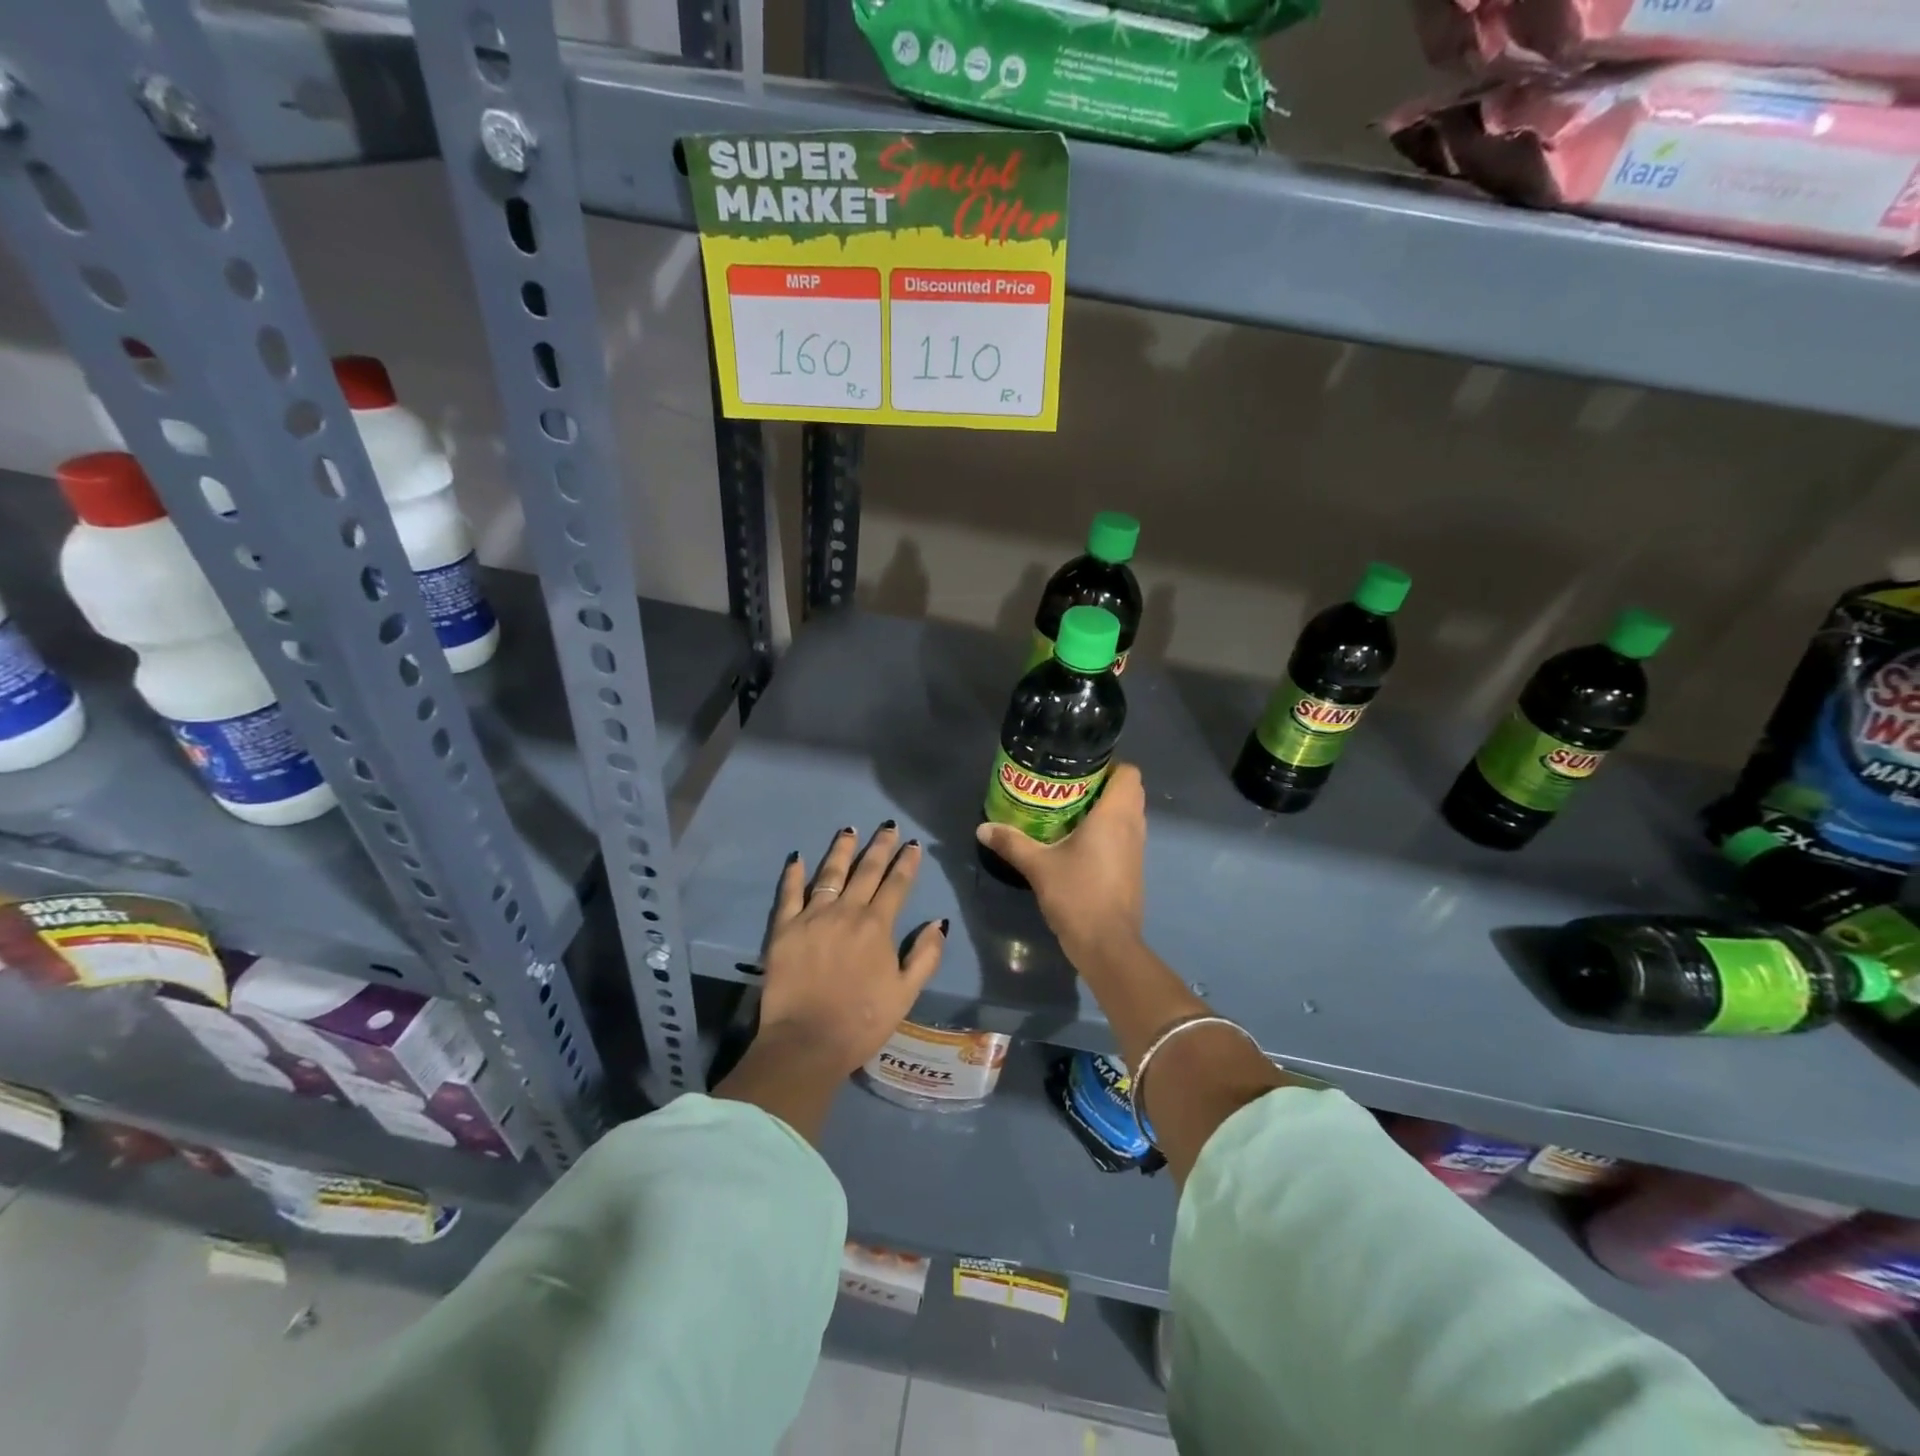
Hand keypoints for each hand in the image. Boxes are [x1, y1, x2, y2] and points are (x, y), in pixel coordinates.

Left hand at [757, 822, 946, 1079]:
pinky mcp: (784, 928)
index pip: (896, 885)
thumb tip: (939, 923)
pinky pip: (789, 893)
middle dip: (879, 846)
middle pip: (866, 871)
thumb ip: (925, 955)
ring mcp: (812, 917)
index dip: (906, 863)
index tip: (912, 844)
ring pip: (829, 873)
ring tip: (849, 830)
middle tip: (887, 826)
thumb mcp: (906, 993)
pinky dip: (793, 874)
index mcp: (877, 926)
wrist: (806, 1042)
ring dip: (841, 850)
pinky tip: (797, 858)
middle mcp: (846, 911)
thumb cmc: (862, 1021)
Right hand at [975, 761, 1145, 963]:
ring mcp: (1137, 850)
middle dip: (1104, 785)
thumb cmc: (1077, 895)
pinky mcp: (1133, 869)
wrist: (1107, 945)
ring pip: (1129, 815)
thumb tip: (982, 828)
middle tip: (1069, 788)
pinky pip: (1126, 836)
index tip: (1080, 770)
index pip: (1129, 773)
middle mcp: (1132, 826)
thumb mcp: (1038, 866)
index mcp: (1115, 816)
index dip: (1110, 766)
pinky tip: (1079, 842)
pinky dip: (1109, 831)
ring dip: (1107, 809)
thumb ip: (1011, 842)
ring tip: (1070, 811)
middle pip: (1129, 791)